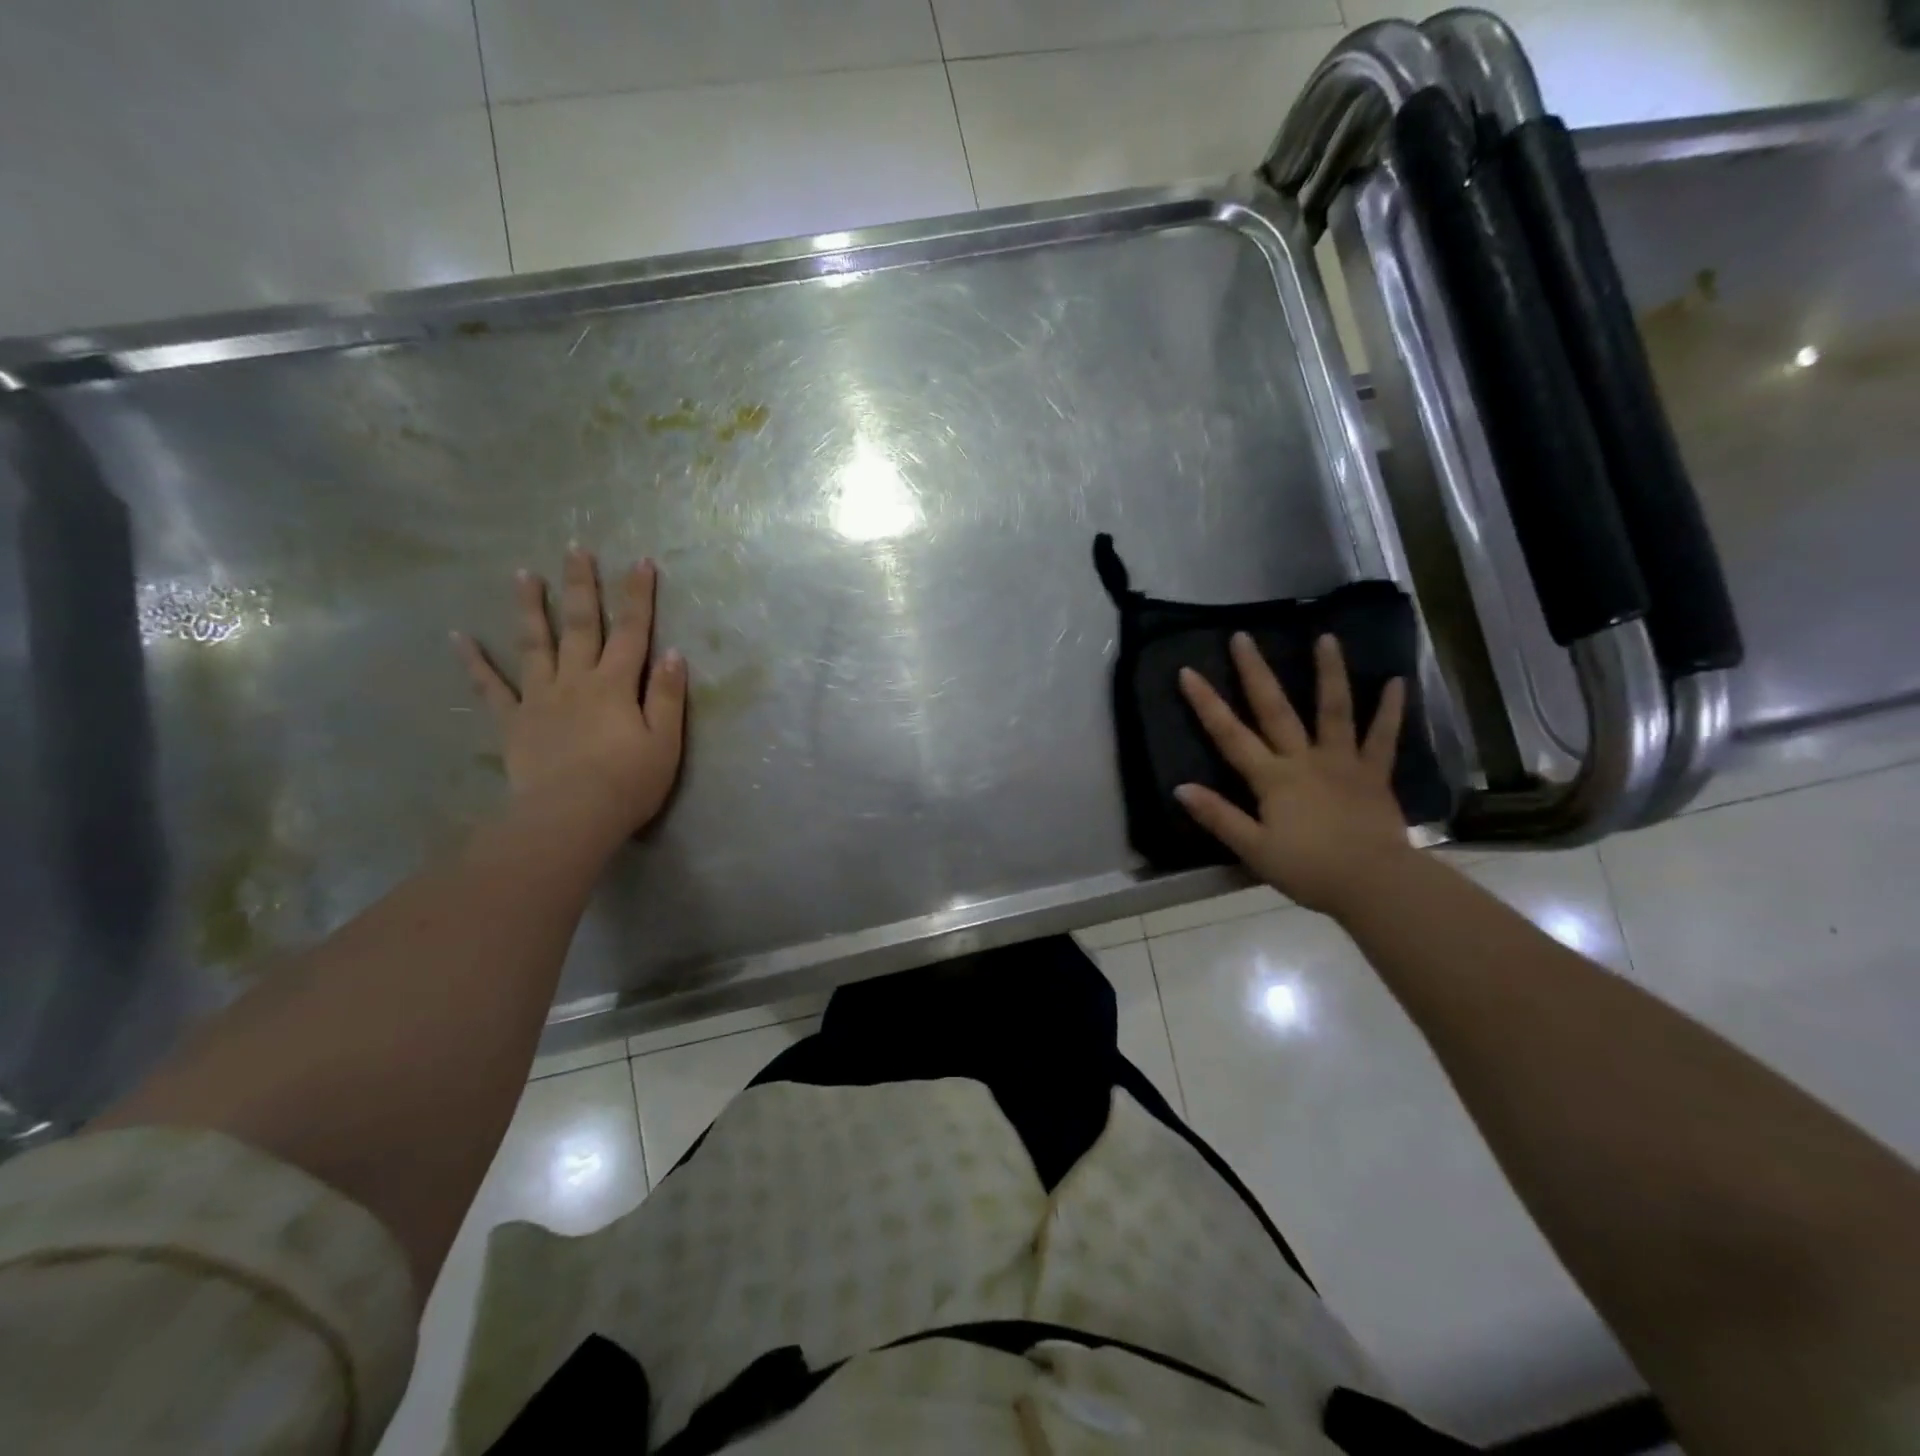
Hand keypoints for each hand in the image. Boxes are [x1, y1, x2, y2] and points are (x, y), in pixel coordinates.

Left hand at [454, 548, 686, 850]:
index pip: (632, 632)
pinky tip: (459, 638)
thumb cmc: (628, 782)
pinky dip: (475, 662)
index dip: (638, 597)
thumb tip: (673, 653)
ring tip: (523, 574)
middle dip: (581, 586)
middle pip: (580, 626)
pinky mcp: (514, 722)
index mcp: (616, 684)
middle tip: (575, 550)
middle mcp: (576, 680)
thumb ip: (668, 696)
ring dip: (530, 608)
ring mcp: (540, 698)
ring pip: (534, 644)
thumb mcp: (665, 742)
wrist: (570, 817)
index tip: (640, 562)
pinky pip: (490, 688)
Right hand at [1175, 633, 1410, 917]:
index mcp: (1272, 778)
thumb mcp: (1253, 849)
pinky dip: (1391, 710)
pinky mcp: (1374, 774)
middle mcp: (1304, 759)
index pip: (1230, 735)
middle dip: (1255, 672)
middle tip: (1243, 637)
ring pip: (1333, 710)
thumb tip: (1181, 788)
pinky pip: (1383, 738)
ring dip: (1329, 673)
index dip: (1207, 703)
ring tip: (1326, 638)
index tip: (1188, 671)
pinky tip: (1396, 682)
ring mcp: (1342, 762)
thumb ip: (1219, 817)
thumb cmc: (1308, 870)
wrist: (1373, 884)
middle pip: (1275, 710)